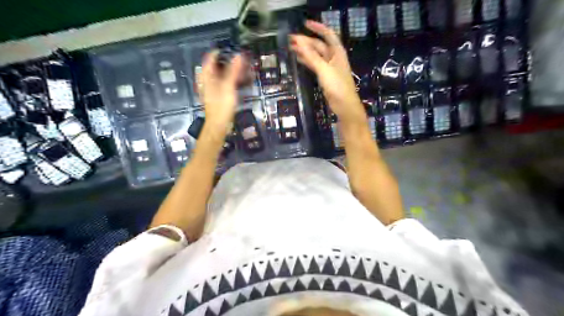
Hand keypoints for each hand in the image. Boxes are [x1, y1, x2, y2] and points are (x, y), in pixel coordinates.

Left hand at [199, 50, 243, 134]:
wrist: (218, 124)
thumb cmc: (221, 105)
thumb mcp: (228, 86)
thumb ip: (233, 70)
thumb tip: (239, 55)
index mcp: (206, 76)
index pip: (210, 57)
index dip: (221, 51)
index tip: (233, 49)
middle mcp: (207, 80)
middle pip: (216, 65)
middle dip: (227, 61)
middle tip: (240, 60)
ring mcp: (211, 88)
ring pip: (220, 74)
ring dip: (230, 71)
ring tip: (241, 70)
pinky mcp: (216, 95)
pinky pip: (223, 83)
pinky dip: (230, 80)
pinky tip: (238, 82)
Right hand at [290, 21, 365, 122]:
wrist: (344, 104)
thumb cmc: (337, 85)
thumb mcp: (323, 69)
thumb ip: (310, 55)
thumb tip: (298, 41)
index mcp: (337, 51)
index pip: (327, 34)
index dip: (317, 27)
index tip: (304, 24)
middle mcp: (333, 57)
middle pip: (319, 45)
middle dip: (306, 41)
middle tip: (291, 40)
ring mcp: (329, 67)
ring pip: (316, 55)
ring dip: (305, 51)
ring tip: (291, 48)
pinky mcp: (325, 76)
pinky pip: (315, 65)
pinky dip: (307, 61)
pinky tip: (299, 60)